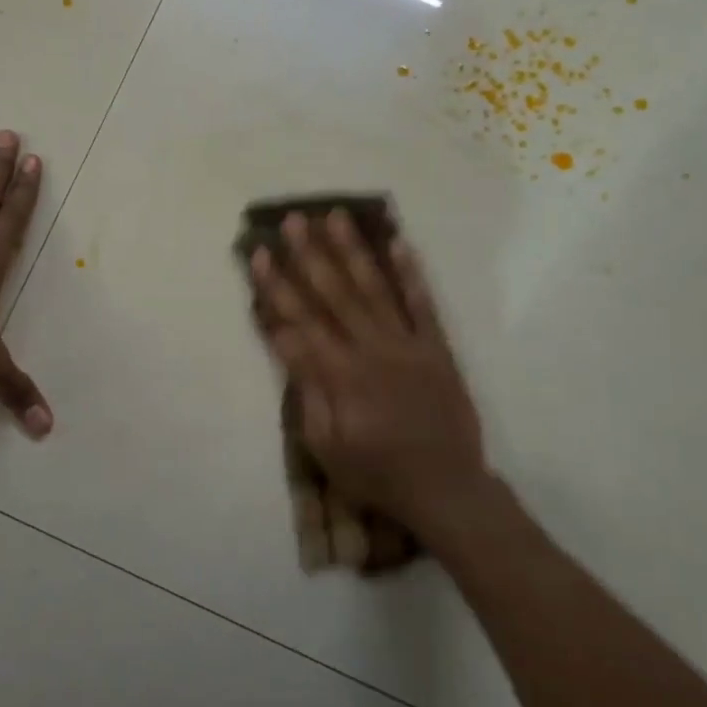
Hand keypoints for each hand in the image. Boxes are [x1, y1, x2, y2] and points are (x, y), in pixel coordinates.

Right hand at [248, 210, 490, 540]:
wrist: (446, 489)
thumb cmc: (376, 473)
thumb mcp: (326, 445)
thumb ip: (307, 389)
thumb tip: (285, 339)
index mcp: (340, 375)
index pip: (298, 320)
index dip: (276, 285)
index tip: (259, 253)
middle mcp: (371, 349)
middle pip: (333, 293)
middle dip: (309, 254)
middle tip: (293, 220)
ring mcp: (408, 345)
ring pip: (374, 288)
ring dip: (353, 250)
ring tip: (336, 216)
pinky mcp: (437, 348)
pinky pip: (423, 304)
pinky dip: (411, 273)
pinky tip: (398, 242)